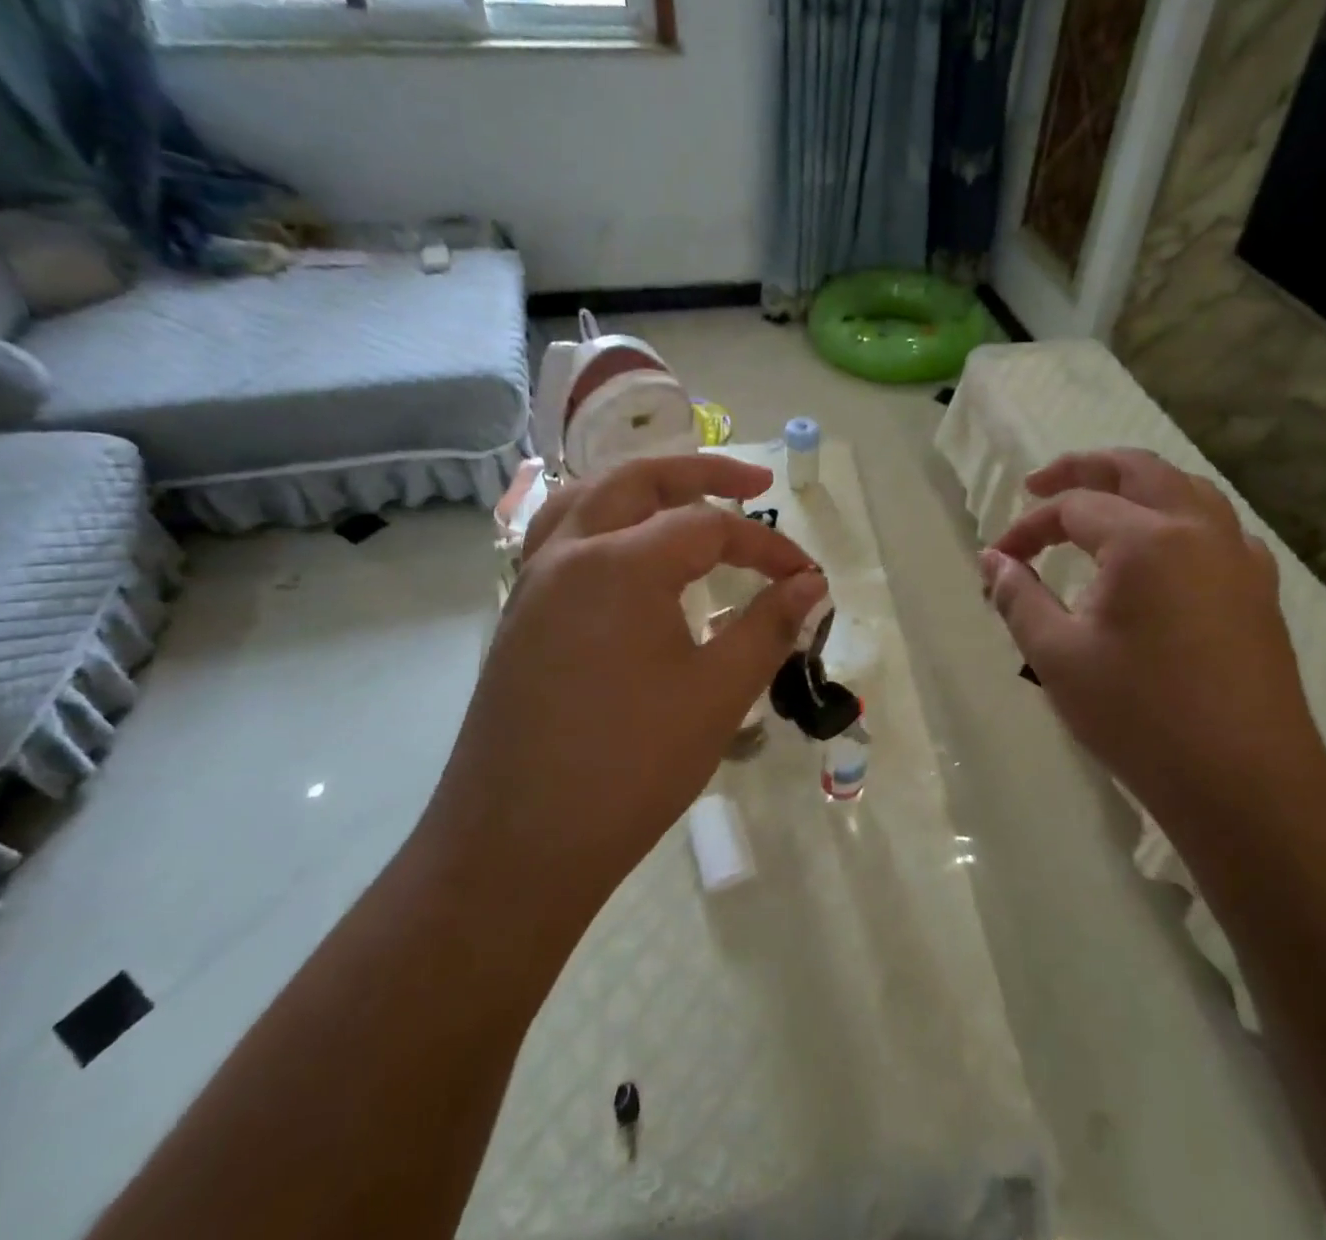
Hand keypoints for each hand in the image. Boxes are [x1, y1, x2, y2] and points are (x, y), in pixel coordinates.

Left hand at [429, 455, 826, 908]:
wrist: (515, 850)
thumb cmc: (629, 768)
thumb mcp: (717, 694)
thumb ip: (769, 627)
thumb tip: (811, 584)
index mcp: (619, 564)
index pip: (710, 528)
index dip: (767, 548)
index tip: (808, 578)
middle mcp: (568, 554)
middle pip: (640, 480)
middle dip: (703, 474)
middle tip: (755, 484)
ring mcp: (534, 584)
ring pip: (588, 499)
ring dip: (642, 488)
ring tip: (686, 502)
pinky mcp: (519, 616)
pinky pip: (561, 537)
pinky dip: (603, 522)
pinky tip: (627, 556)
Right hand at [981, 449, 1325, 822]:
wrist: (1245, 785)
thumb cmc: (1140, 717)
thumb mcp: (1057, 656)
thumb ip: (1019, 597)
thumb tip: (992, 561)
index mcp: (1146, 540)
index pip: (1073, 507)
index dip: (1028, 527)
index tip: (999, 558)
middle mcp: (1199, 530)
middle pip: (1137, 470)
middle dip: (1082, 469)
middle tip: (1040, 486)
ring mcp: (1239, 558)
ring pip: (1186, 489)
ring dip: (1137, 486)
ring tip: (1101, 506)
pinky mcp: (1260, 590)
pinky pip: (1218, 528)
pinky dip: (1180, 519)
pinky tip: (1164, 553)